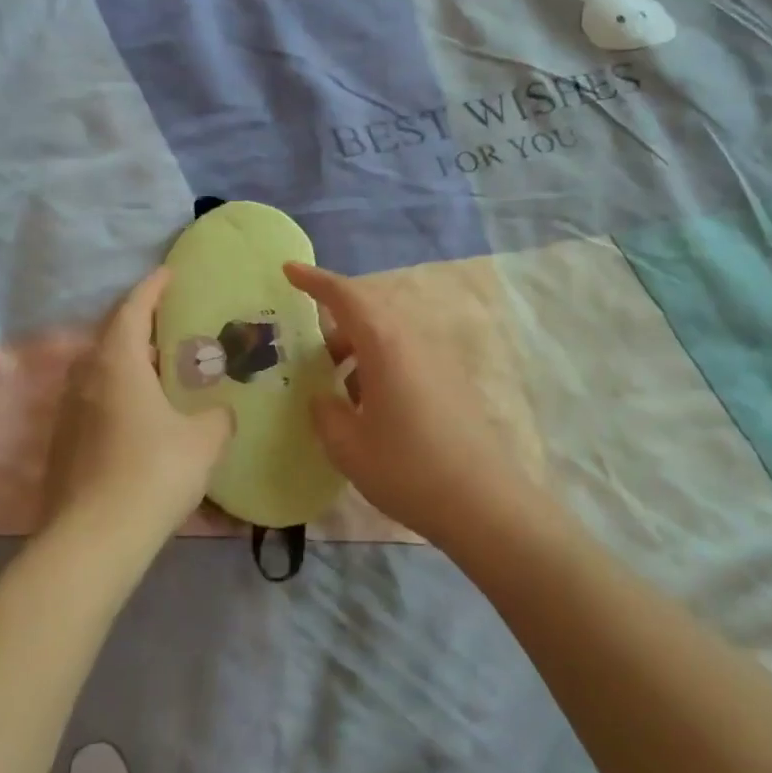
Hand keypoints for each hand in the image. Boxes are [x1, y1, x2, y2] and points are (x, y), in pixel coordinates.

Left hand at [43, 268, 232, 548]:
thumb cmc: (154, 473)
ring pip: (99, 370)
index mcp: (118, 363)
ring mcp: (68, 411)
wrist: (93, 540)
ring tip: (159, 369)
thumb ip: (217, 417)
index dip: (152, 287)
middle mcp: (86, 377)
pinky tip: (140, 416)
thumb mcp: (204, 440)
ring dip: (127, 361)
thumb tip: (219, 412)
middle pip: (111, 335)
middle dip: (139, 323)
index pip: (133, 308)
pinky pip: (93, 400)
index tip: (168, 272)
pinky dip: (117, 393)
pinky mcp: (62, 443)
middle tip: (171, 324)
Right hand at [283, 262, 536, 544]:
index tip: (288, 270)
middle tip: (308, 351)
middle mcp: (414, 340)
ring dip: (357, 351)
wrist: (483, 502)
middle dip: (335, 324)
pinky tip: (369, 408)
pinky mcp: (451, 381)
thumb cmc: (408, 469)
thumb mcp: (348, 446)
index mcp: (385, 344)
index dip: (314, 280)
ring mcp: (438, 359)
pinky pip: (405, 357)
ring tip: (336, 388)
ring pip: (388, 337)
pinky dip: (379, 368)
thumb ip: (325, 413)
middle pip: (369, 313)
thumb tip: (324, 397)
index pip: (346, 296)